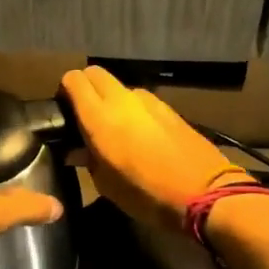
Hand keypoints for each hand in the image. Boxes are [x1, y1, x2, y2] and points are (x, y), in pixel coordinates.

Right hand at [58, 66, 245, 230]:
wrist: (205, 194)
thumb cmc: (147, 195)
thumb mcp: (107, 185)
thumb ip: (88, 160)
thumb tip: (77, 150)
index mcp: (100, 117)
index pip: (74, 80)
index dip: (65, 91)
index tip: (63, 110)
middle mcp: (122, 100)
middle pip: (96, 74)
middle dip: (86, 88)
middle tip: (84, 115)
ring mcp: (150, 101)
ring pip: (120, 87)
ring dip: (112, 100)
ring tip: (114, 129)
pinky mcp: (170, 109)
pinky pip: (141, 101)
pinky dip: (133, 110)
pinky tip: (139, 136)